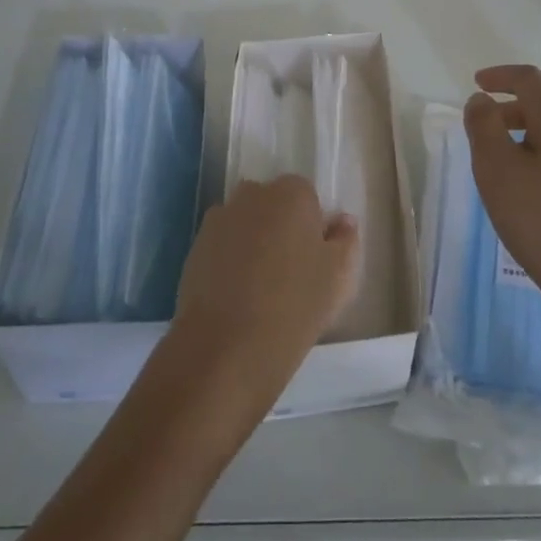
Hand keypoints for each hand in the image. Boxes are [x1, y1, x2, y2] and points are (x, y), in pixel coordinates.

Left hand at [166, 175, 359, 424]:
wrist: (226, 346)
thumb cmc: (295, 305)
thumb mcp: (339, 277)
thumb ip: (345, 241)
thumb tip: (342, 221)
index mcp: (292, 194)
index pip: (307, 196)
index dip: (312, 226)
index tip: (315, 259)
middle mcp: (253, 195)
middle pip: (272, 204)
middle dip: (280, 227)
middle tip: (291, 272)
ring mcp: (220, 219)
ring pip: (245, 223)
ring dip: (253, 242)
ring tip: (260, 287)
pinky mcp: (195, 246)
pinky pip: (222, 245)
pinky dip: (229, 260)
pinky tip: (236, 295)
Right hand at [463, 66, 540, 333]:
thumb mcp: (496, 169)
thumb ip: (483, 126)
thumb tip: (482, 101)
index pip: (528, 79)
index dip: (499, 76)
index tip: (477, 83)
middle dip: (510, 110)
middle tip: (482, 130)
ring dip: (527, 136)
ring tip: (504, 164)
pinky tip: (533, 189)